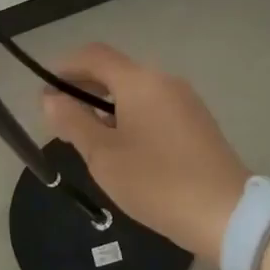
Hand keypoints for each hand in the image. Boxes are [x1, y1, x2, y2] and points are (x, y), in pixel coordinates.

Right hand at [38, 44, 251, 262]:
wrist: (225, 214)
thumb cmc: (156, 182)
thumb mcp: (103, 156)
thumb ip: (73, 121)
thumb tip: (50, 98)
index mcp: (140, 81)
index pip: (94, 55)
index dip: (65, 67)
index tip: (45, 91)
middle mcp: (164, 81)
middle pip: (116, 71)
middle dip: (84, 89)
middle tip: (60, 120)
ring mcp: (185, 101)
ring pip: (136, 91)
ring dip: (107, 106)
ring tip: (87, 138)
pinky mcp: (197, 122)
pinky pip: (154, 107)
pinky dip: (130, 116)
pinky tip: (122, 147)